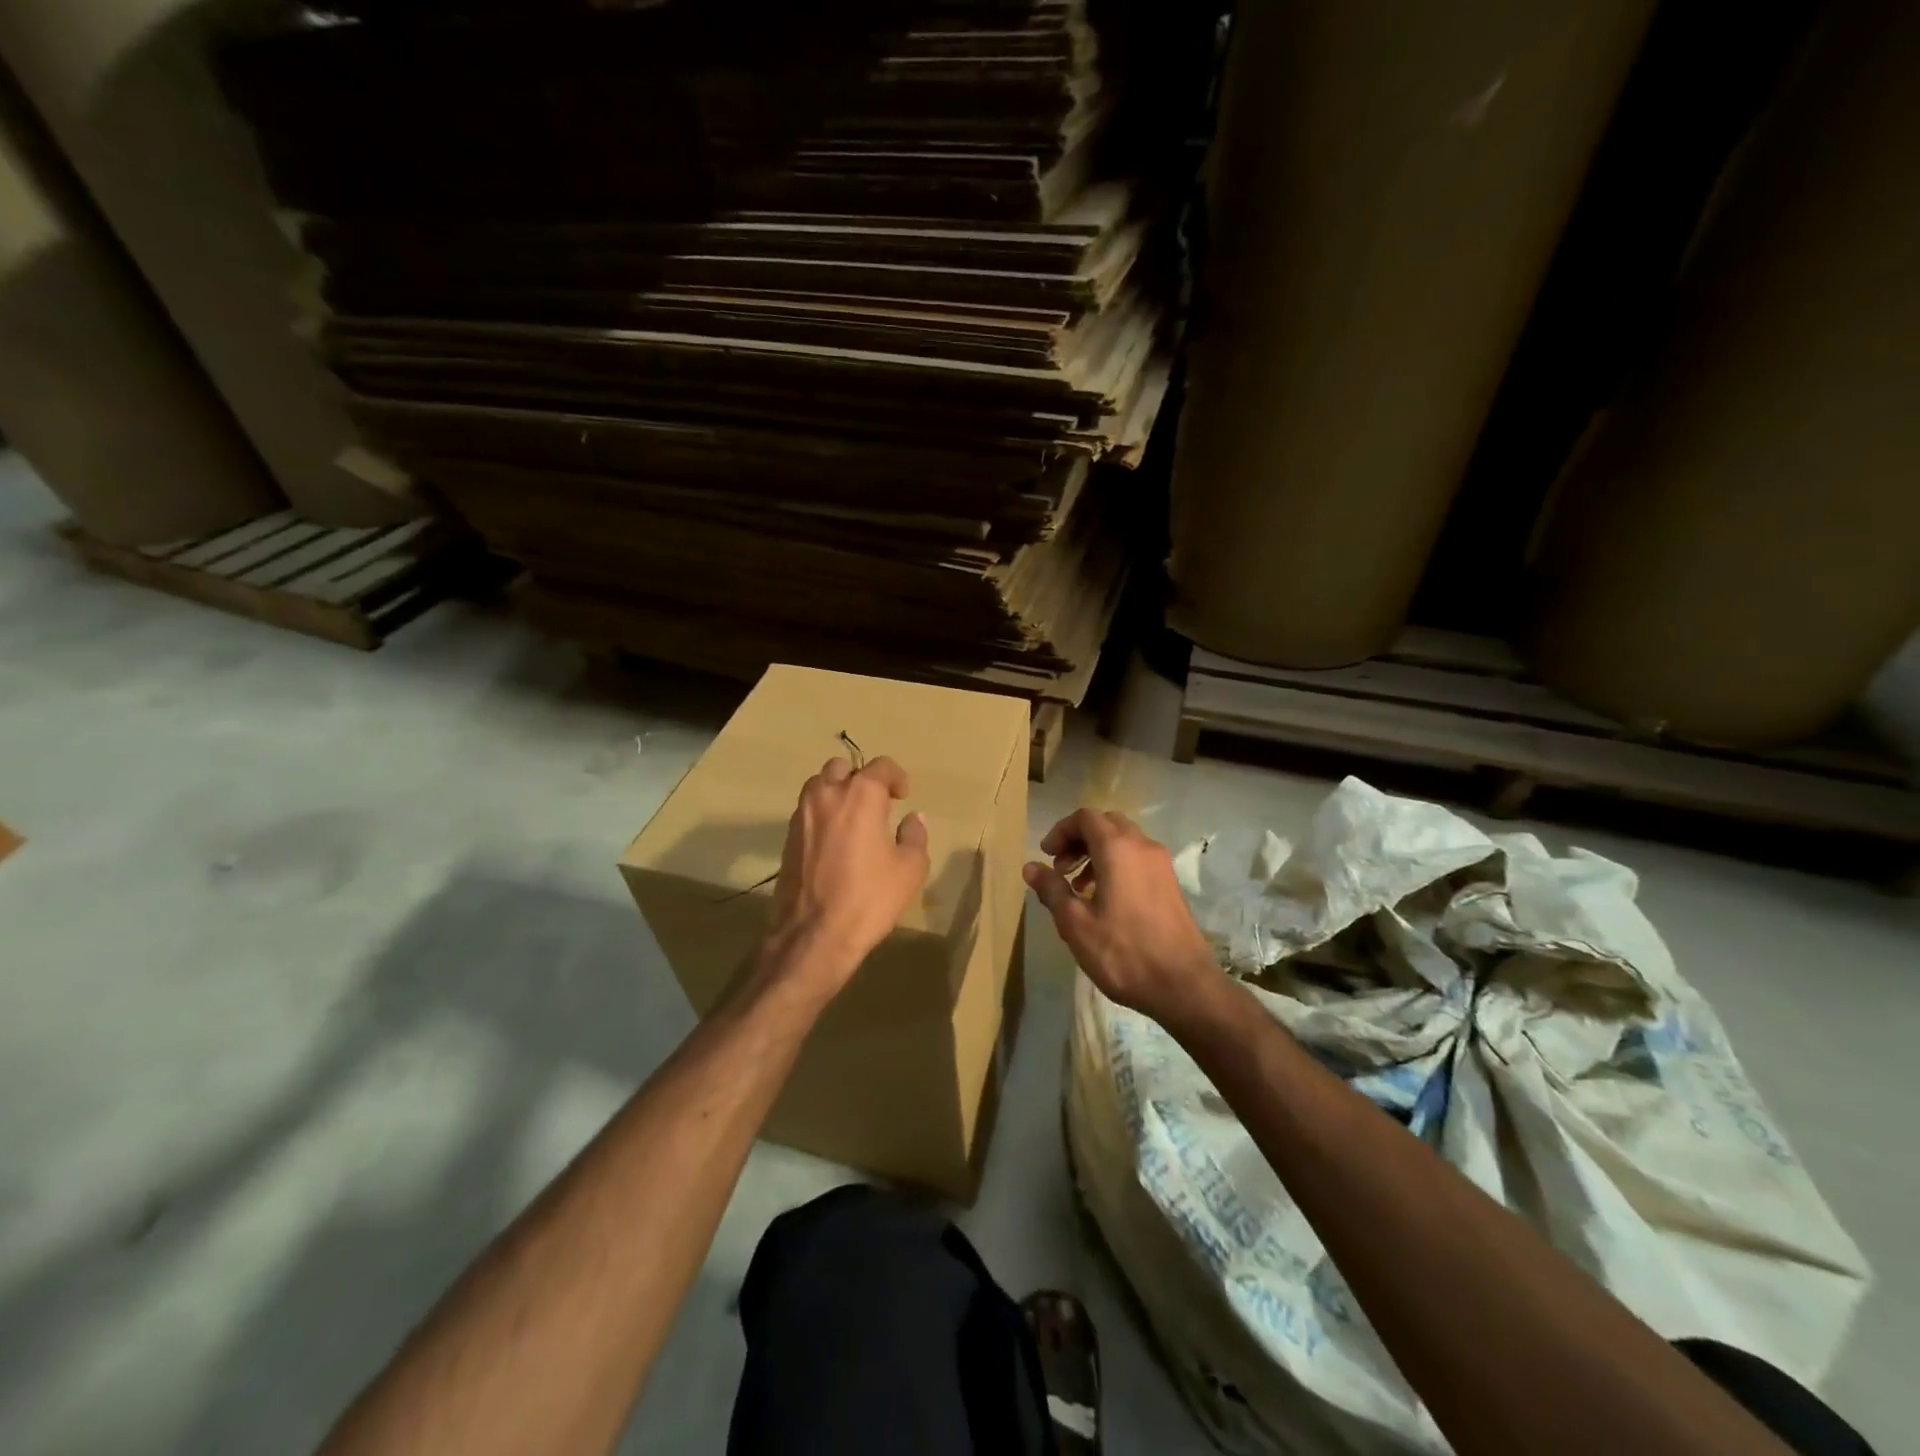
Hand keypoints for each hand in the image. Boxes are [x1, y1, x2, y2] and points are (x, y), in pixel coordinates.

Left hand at [766, 755, 929, 997]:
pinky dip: (822, 815)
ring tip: (852, 818)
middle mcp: (827, 795)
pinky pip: (807, 811)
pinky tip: (834, 841)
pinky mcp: (787, 838)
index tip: (903, 796)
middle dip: (860, 779)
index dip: (896, 777)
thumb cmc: (869, 898)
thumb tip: (912, 818)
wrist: (814, 934)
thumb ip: (914, 836)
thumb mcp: (910, 869)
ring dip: (837, 792)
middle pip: (842, 767)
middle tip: (876, 803)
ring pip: (818, 785)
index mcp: (861, 795)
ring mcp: (802, 815)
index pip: (880, 766)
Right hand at [1024, 809, 1218, 1024]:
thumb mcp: (1076, 924)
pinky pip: (1137, 858)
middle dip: (1079, 839)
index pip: (1085, 818)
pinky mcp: (1170, 883)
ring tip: (1079, 886)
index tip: (1046, 855)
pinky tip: (1105, 899)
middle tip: (1061, 867)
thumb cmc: (1123, 953)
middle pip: (1106, 824)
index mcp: (1118, 849)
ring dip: (1097, 852)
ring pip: (1124, 840)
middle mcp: (1143, 846)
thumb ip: (1052, 890)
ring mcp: (1161, 864)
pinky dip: (1116, 864)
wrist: (1184, 985)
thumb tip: (1031, 867)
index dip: (1061, 830)